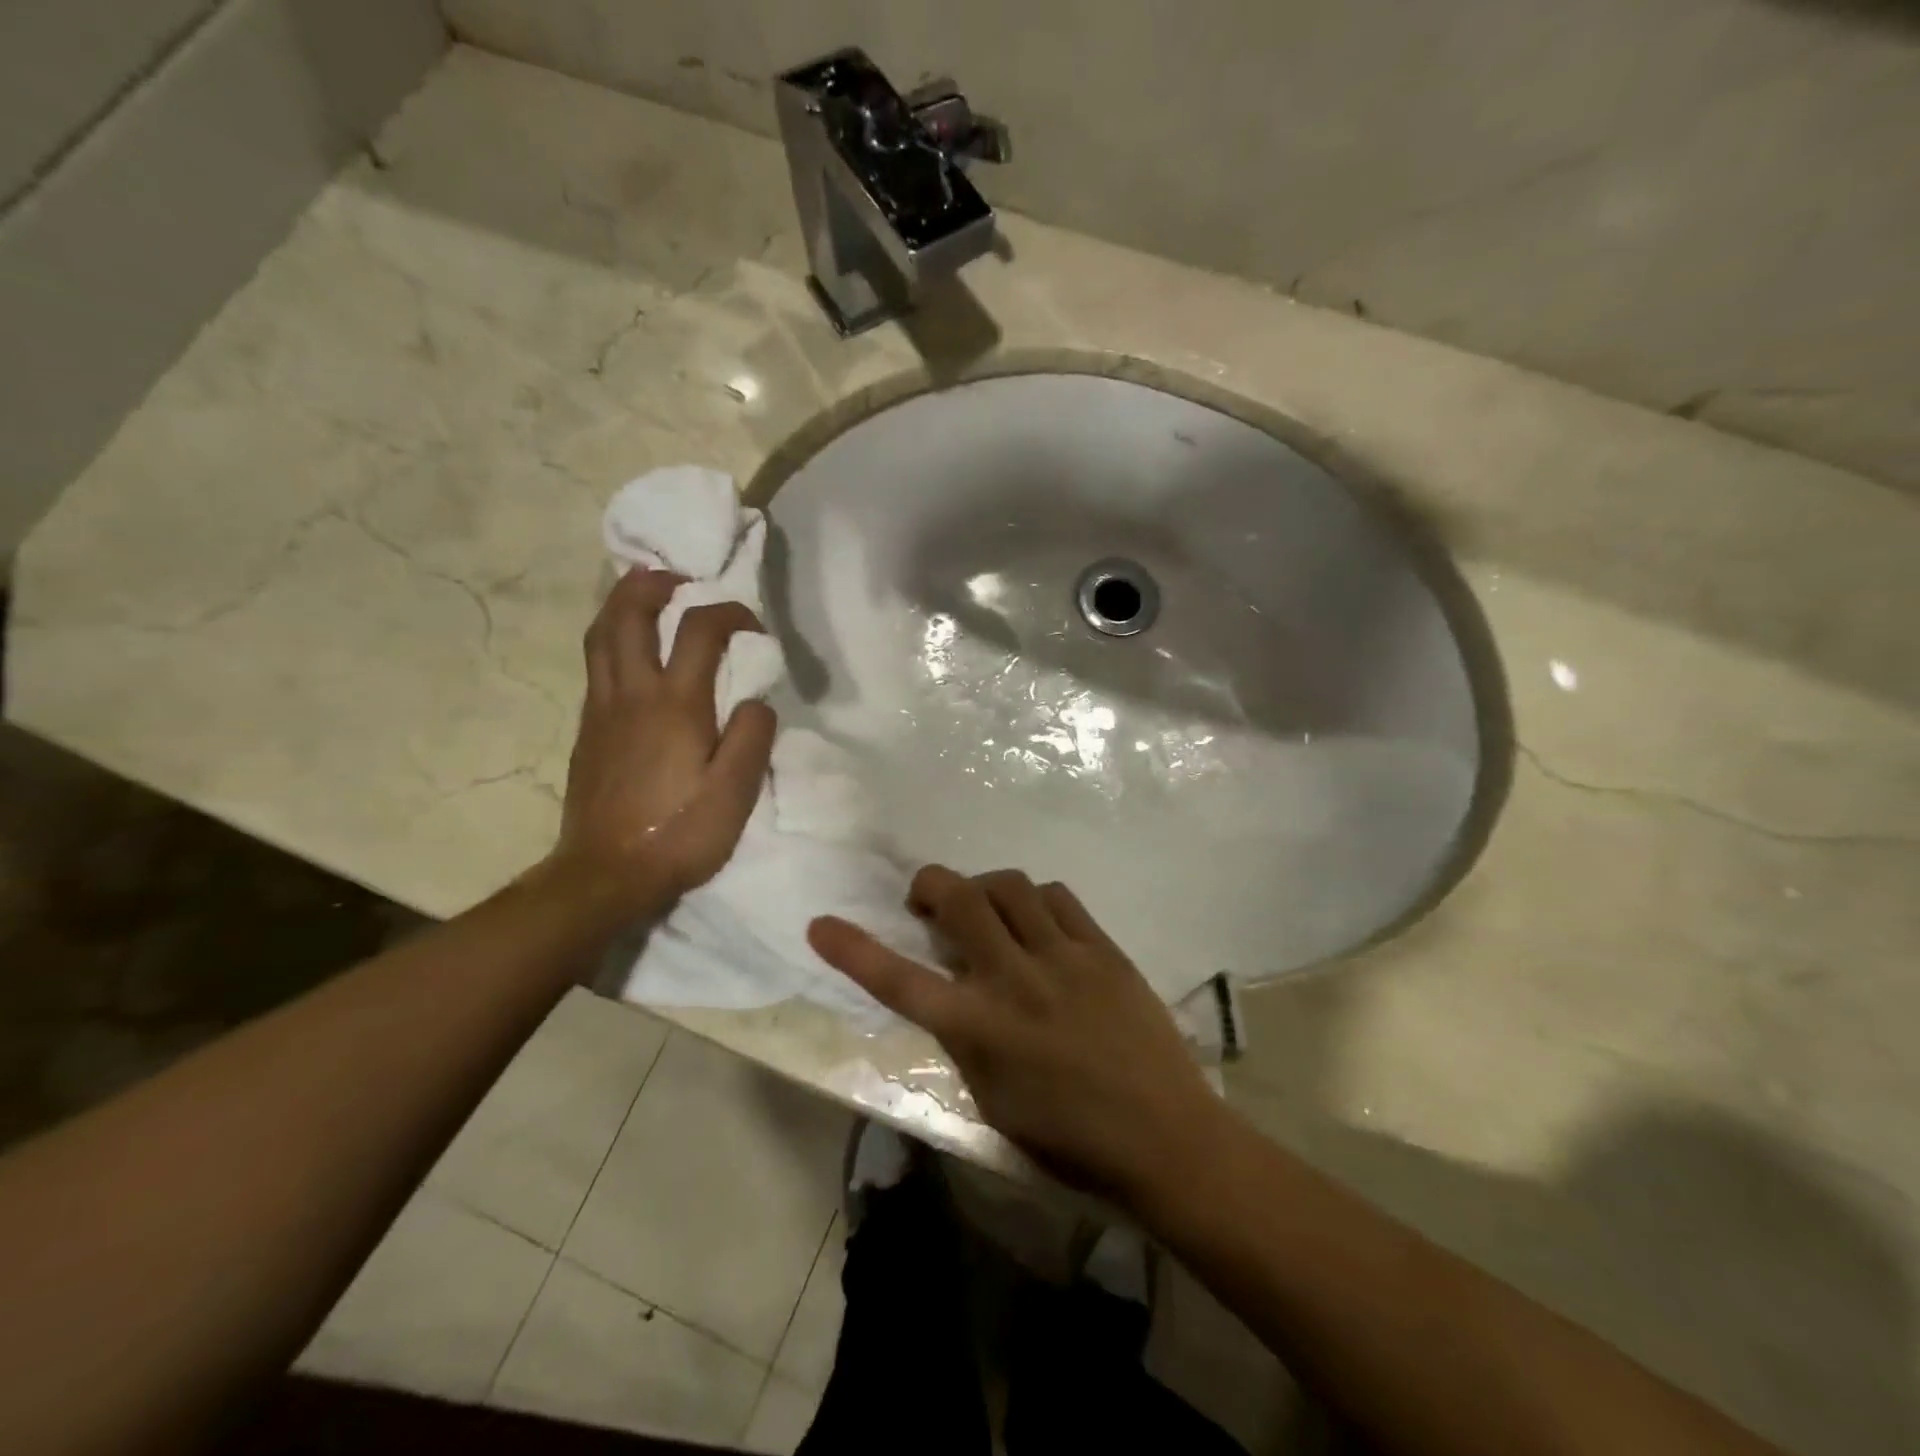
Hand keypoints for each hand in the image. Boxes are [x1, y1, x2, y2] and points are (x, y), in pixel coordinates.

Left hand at [547, 568, 776, 918]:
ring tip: (647, 596)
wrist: (605, 874)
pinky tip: (632, 653)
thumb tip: (756, 700)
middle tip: (678, 577)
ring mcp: (601, 710)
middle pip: (628, 615)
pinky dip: (613, 639)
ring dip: (622, 604)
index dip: (730, 612)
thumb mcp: (735, 794)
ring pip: (601, 636)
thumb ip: (752, 737)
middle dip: (651, 584)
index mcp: (675, 705)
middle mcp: (631, 695)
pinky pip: (596, 665)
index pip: (700, 630)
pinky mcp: (587, 731)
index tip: (754, 626)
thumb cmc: (678, 834)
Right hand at [808, 866, 1219, 1202]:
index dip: (853, 951)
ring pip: (1008, 884)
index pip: (900, 981)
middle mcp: (1013, 981)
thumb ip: (965, 1037)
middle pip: (959, 900)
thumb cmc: (1069, 1138)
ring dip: (984, 888)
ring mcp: (1061, 957)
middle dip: (932, 885)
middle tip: (928, 901)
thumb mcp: (993, 1099)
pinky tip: (1037, 922)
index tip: (821, 924)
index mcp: (979, 1031)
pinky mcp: (1101, 948)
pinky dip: (1034, 900)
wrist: (1164, 1136)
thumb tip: (954, 989)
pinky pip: (1056, 897)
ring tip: (987, 910)